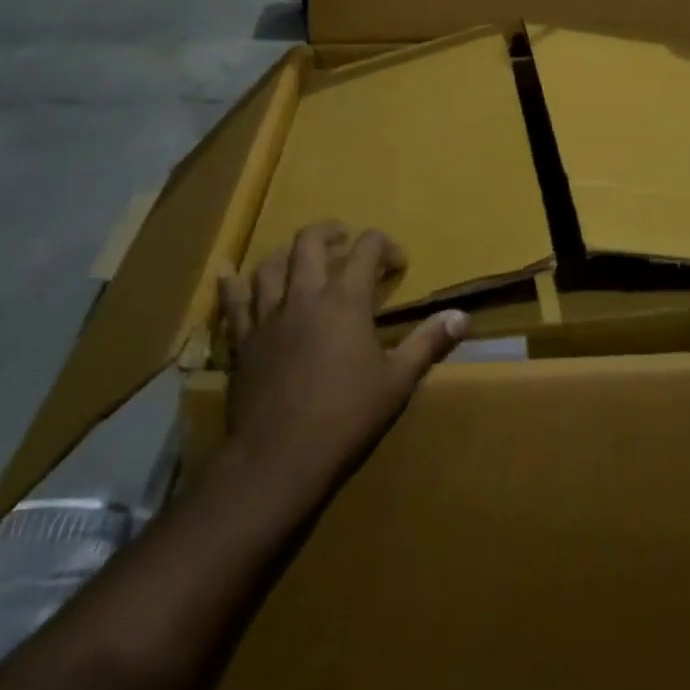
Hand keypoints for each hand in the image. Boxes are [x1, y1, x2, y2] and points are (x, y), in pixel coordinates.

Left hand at [218, 222, 467, 504]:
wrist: (281, 456)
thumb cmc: (347, 416)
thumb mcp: (397, 381)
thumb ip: (428, 343)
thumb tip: (461, 316)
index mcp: (345, 300)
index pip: (366, 249)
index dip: (384, 246)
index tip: (396, 264)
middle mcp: (304, 296)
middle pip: (310, 243)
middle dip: (330, 233)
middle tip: (344, 240)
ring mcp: (268, 316)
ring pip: (270, 266)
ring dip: (287, 254)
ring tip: (299, 258)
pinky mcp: (243, 341)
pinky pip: (233, 303)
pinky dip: (231, 284)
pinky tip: (227, 272)